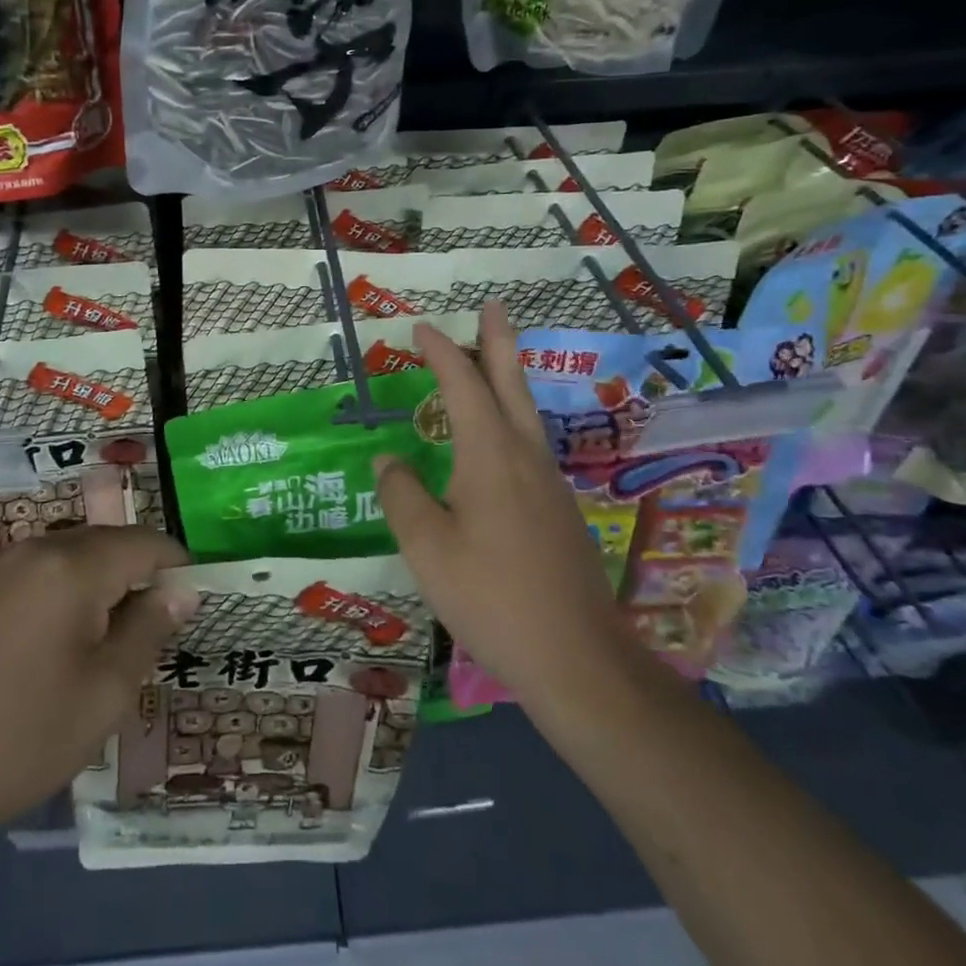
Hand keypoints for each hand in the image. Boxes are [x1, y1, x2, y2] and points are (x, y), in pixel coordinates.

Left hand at [0, 526, 194, 868]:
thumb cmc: (24, 739)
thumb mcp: (106, 692)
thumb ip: (151, 628)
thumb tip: (183, 589)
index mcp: (72, 568)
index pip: (144, 543)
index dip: (176, 566)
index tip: (190, 600)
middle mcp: (33, 549)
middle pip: (106, 542)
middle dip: (135, 573)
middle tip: (147, 628)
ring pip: (68, 553)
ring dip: (96, 581)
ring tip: (100, 637)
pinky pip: (31, 571)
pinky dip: (56, 589)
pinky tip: (47, 640)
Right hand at [373, 302, 638, 712]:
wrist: (577, 659)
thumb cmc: (492, 597)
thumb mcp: (427, 548)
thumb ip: (401, 496)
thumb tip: (387, 460)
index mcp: (490, 455)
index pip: (462, 385)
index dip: (441, 353)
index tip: (421, 328)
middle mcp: (524, 457)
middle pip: (510, 384)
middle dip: (498, 343)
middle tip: (493, 307)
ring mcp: (548, 484)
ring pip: (524, 413)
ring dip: (505, 379)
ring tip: (490, 361)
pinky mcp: (557, 511)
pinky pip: (528, 445)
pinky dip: (509, 418)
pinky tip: (497, 442)